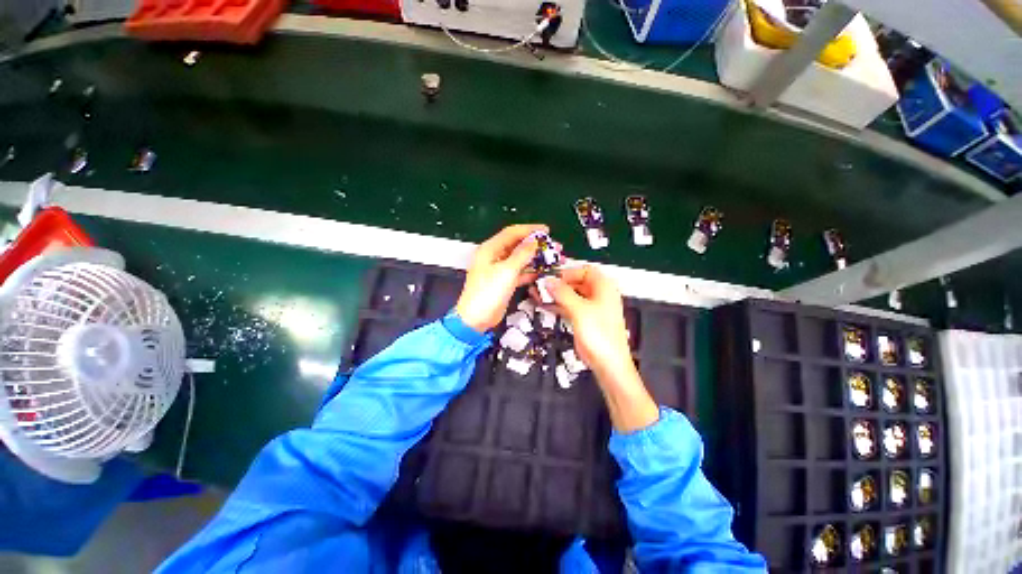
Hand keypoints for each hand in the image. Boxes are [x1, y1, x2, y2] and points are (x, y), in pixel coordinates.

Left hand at [455, 224, 546, 331]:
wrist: (476, 319)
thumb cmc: (487, 293)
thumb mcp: (506, 271)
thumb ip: (522, 254)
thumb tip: (534, 241)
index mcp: (490, 249)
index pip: (512, 233)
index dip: (530, 230)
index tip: (546, 230)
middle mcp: (494, 257)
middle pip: (517, 245)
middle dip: (536, 245)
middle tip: (553, 246)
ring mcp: (499, 270)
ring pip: (520, 259)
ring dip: (536, 259)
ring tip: (553, 259)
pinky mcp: (504, 282)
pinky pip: (520, 272)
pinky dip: (531, 272)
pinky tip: (543, 272)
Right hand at [538, 265, 658, 431]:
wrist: (608, 363)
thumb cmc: (600, 334)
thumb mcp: (579, 309)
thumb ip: (562, 293)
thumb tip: (549, 280)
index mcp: (604, 287)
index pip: (585, 271)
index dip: (567, 272)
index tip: (551, 277)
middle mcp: (598, 295)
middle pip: (576, 282)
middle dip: (558, 284)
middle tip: (540, 286)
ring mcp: (591, 308)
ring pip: (570, 295)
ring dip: (554, 294)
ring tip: (536, 293)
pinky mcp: (584, 320)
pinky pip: (569, 307)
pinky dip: (557, 305)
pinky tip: (543, 304)